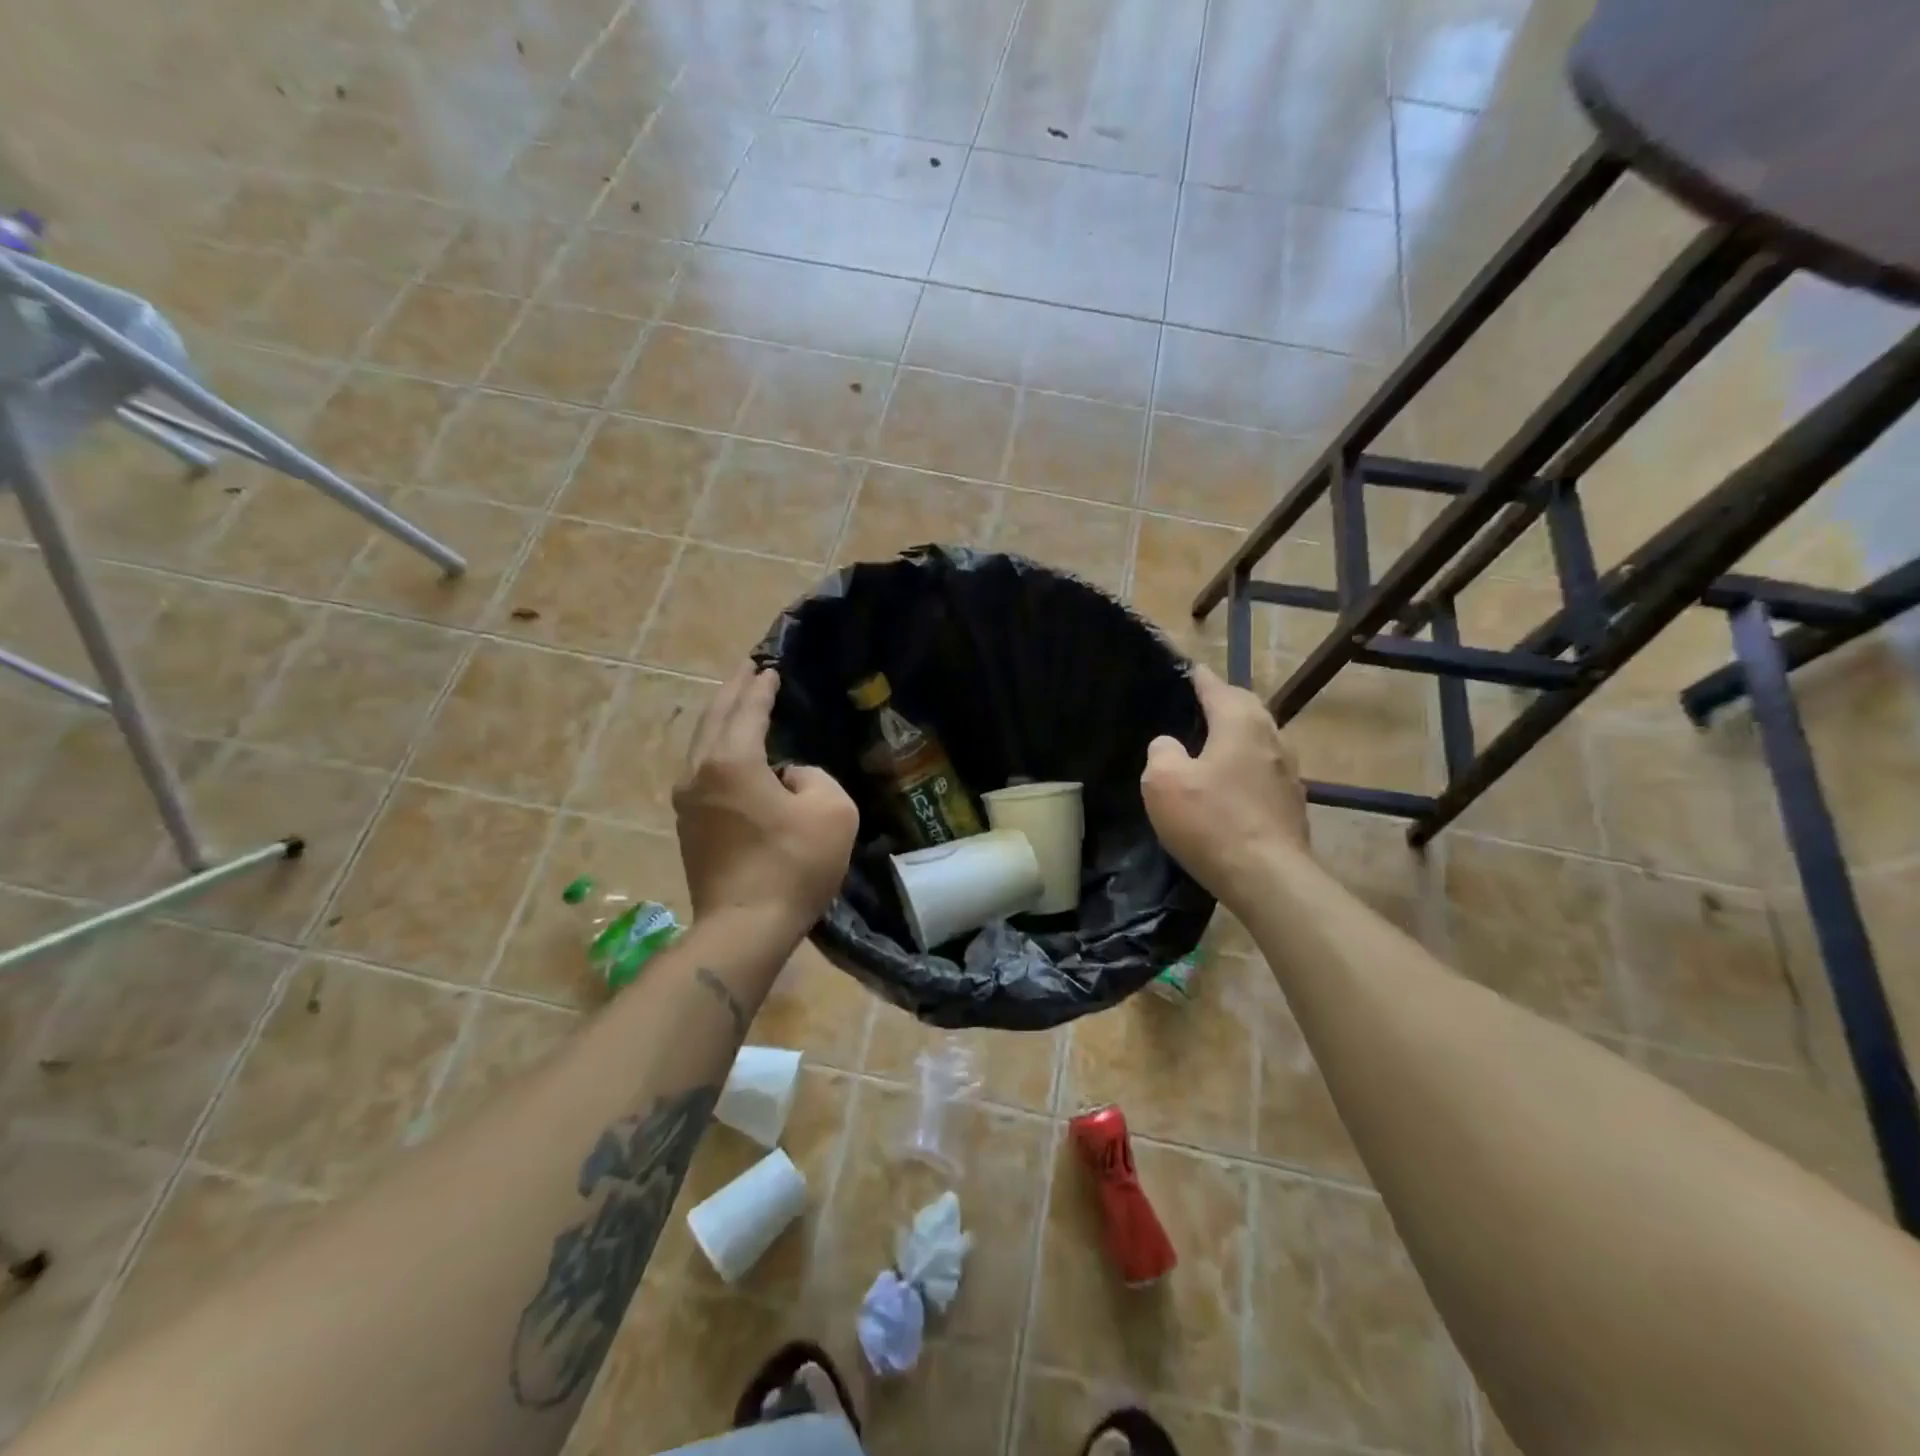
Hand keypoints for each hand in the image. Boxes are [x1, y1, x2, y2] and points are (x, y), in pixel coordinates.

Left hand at [675, 663, 858, 933]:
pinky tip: (731, 750)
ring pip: (702, 743)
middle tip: (748, 669)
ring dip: (721, 718)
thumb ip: (813, 776)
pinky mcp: (689, 825)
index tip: (769, 667)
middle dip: (732, 690)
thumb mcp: (831, 810)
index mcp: (731, 760)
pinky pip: (702, 769)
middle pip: (714, 717)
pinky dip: (717, 747)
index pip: (747, 709)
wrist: (745, 927)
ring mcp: (687, 800)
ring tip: (738, 702)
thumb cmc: (793, 865)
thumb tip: (787, 777)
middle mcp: (699, 771)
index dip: (761, 687)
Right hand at [1141, 663, 1310, 909]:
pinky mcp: (1292, 802)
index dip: (1198, 677)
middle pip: (1246, 708)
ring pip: (1259, 738)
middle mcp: (1272, 738)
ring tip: (1211, 742)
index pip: (1217, 687)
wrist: (1268, 877)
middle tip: (1197, 705)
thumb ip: (1162, 752)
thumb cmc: (1212, 822)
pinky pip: (1264, 768)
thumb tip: (1170, 745)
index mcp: (1241, 723)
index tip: (1187, 669)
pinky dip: (1245, 764)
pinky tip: (1230, 782)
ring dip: (1237, 734)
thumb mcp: (1164, 782)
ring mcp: (1288, 771)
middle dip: (1223, 701)